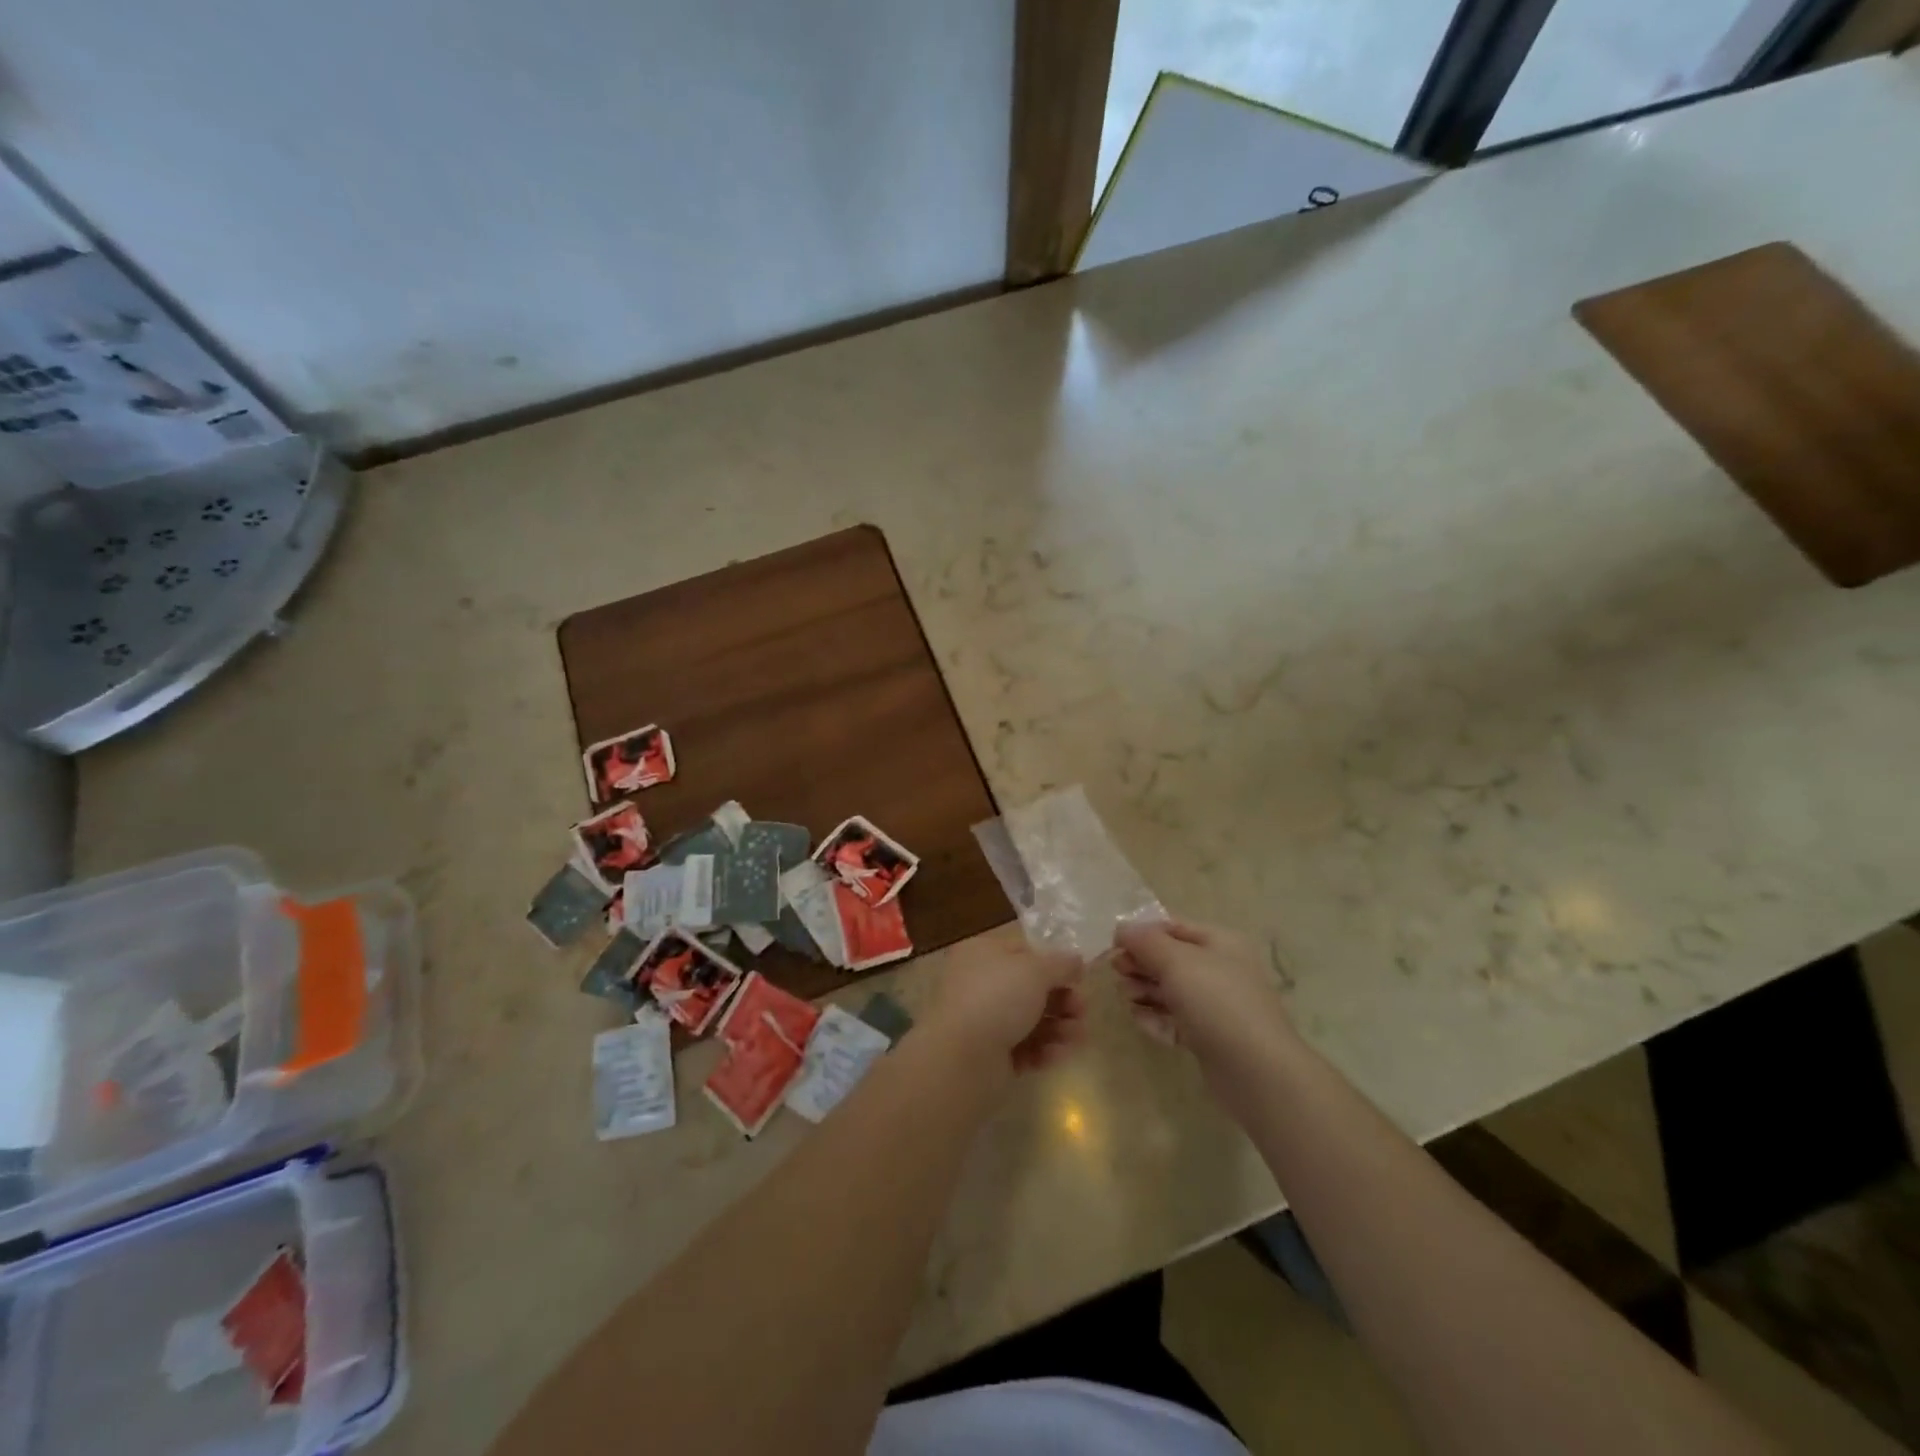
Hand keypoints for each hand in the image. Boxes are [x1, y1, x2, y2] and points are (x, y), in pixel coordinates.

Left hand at [925, 937, 1086, 1074]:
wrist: (961, 1058)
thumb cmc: (997, 998)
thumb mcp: (1035, 970)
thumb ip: (1061, 964)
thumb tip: (1076, 961)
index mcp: (982, 953)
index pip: (1023, 952)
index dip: (1053, 964)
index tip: (1079, 978)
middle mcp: (978, 983)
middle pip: (1030, 989)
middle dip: (1062, 1001)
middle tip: (1082, 1012)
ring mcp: (982, 1020)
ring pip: (1030, 1020)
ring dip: (1058, 1027)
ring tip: (1077, 1037)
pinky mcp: (989, 1055)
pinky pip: (1022, 1047)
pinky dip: (1042, 1050)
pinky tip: (1055, 1055)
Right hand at [1113, 919, 1294, 1069]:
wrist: (1256, 1070)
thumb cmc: (1217, 1002)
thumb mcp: (1177, 961)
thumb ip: (1145, 941)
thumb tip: (1122, 928)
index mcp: (1219, 943)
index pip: (1173, 927)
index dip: (1142, 932)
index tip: (1114, 945)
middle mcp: (1219, 970)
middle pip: (1169, 959)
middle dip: (1140, 964)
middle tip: (1118, 973)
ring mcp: (1214, 1005)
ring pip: (1169, 990)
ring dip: (1143, 990)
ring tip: (1127, 998)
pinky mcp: (1207, 1036)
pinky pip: (1174, 1019)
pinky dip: (1156, 1018)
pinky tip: (1141, 1020)